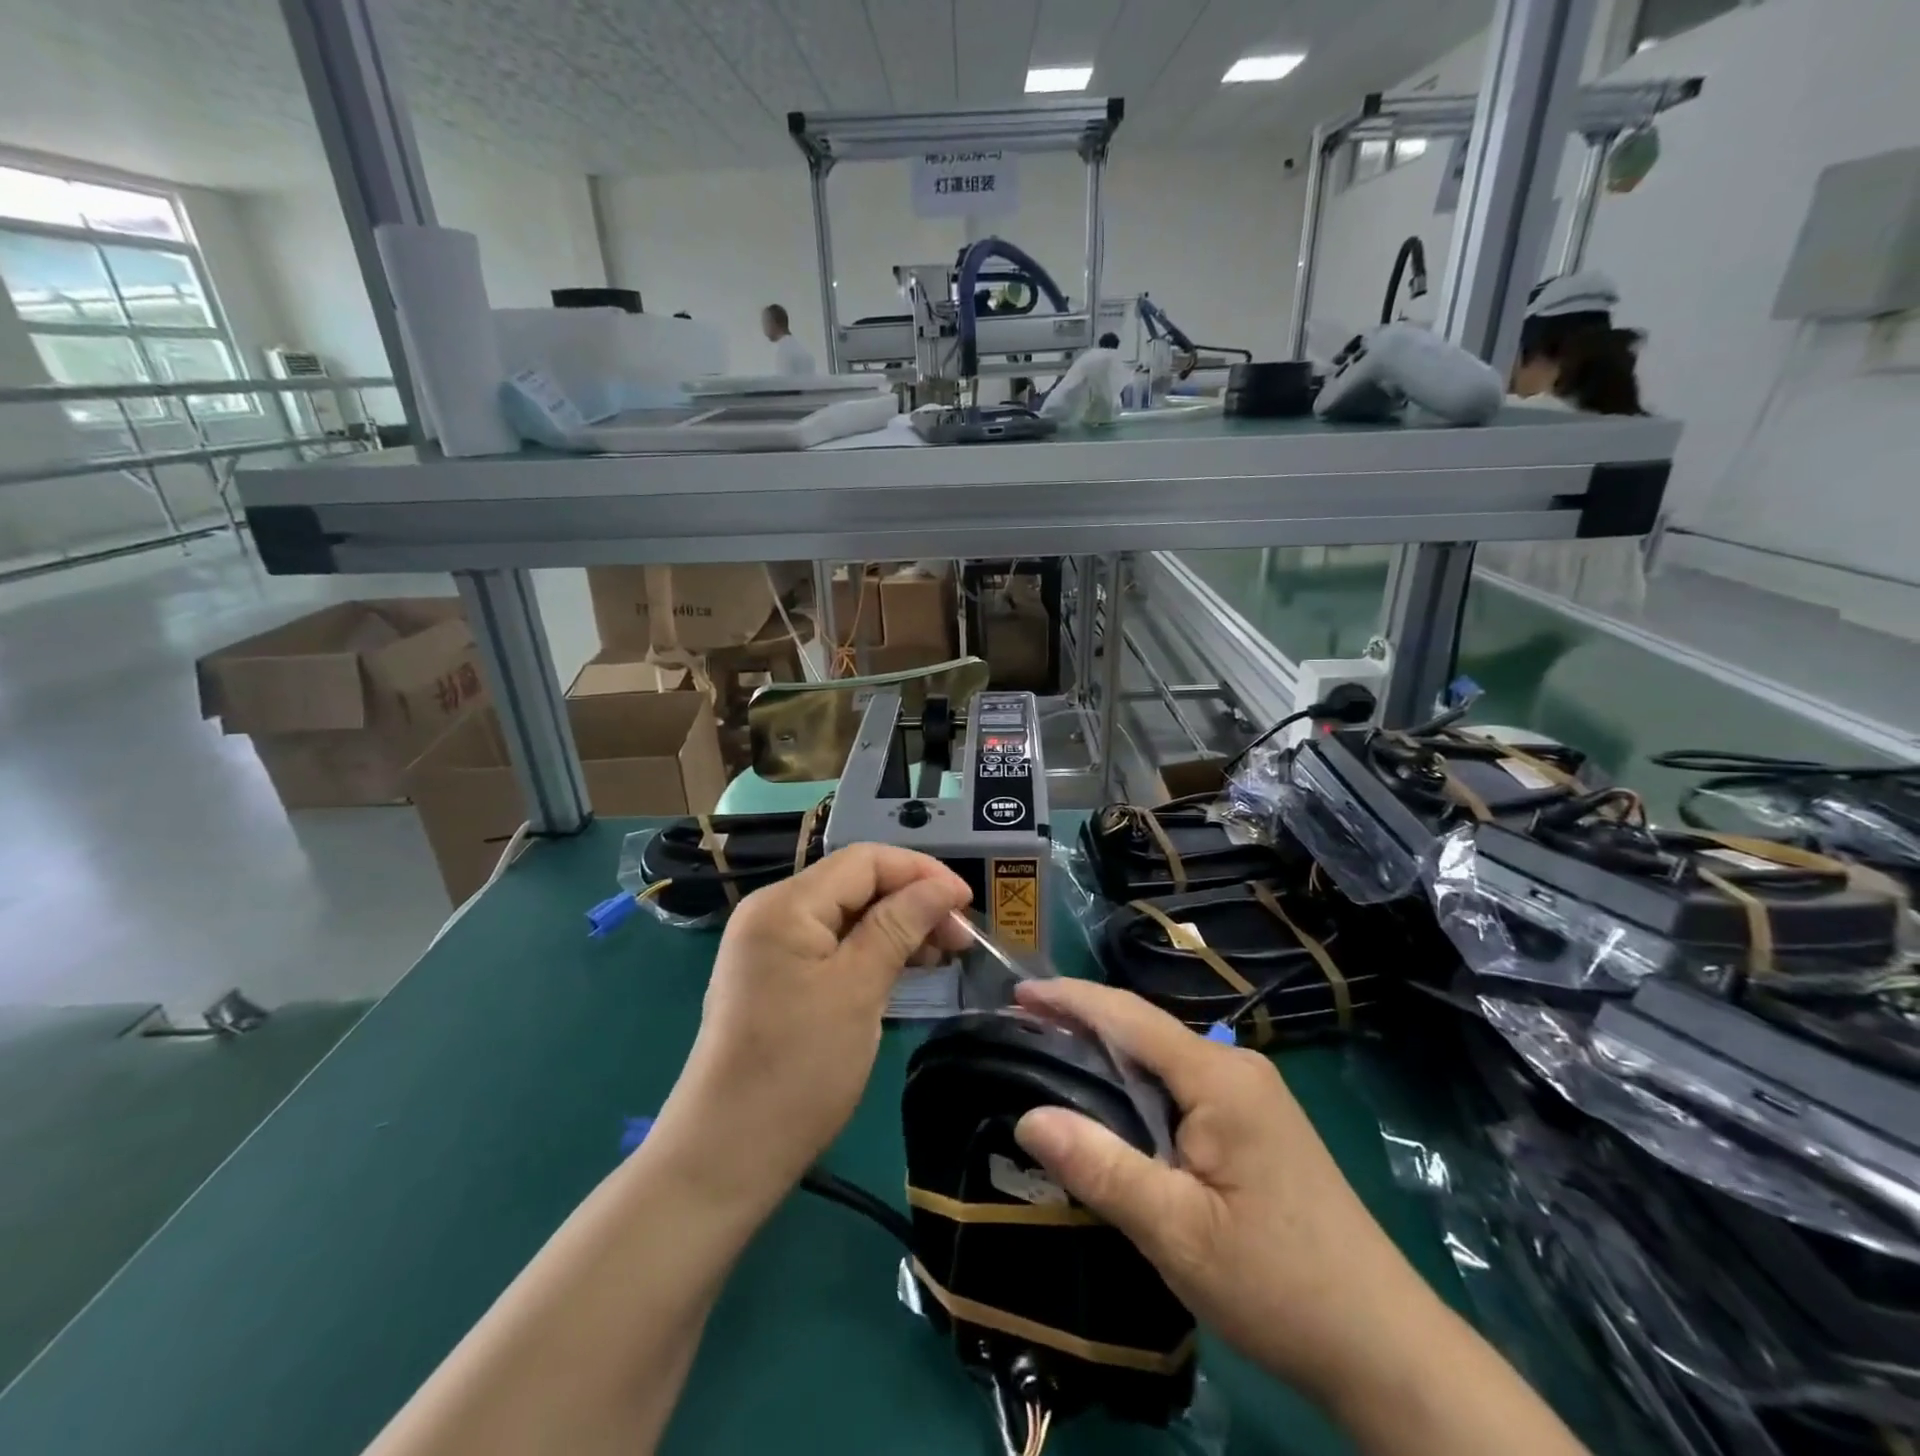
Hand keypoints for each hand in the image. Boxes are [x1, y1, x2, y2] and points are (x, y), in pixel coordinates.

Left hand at [655, 844, 971, 1209]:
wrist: (726, 1156)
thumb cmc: (798, 1069)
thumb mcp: (858, 990)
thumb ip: (900, 925)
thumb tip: (944, 886)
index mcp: (786, 904)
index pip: (865, 860)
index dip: (921, 872)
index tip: (968, 903)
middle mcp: (774, 911)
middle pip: (856, 883)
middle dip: (912, 901)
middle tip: (960, 938)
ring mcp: (772, 945)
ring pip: (848, 914)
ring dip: (897, 926)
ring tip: (942, 954)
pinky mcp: (777, 976)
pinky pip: (833, 944)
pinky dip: (872, 950)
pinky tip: (905, 968)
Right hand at [1009, 979, 1441, 1409]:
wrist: (1385, 1347)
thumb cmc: (1278, 1284)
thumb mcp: (1177, 1233)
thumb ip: (1102, 1168)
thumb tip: (1029, 1116)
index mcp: (1219, 1077)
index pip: (1130, 1016)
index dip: (1070, 999)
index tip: (1018, 995)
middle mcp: (1237, 1068)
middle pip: (1146, 1029)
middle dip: (1083, 1021)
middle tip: (1022, 1028)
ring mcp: (1252, 1094)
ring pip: (1163, 1057)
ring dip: (1109, 1053)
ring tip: (1052, 1057)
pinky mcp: (1257, 1123)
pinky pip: (1182, 1084)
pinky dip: (1136, 1082)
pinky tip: (1112, 1102)